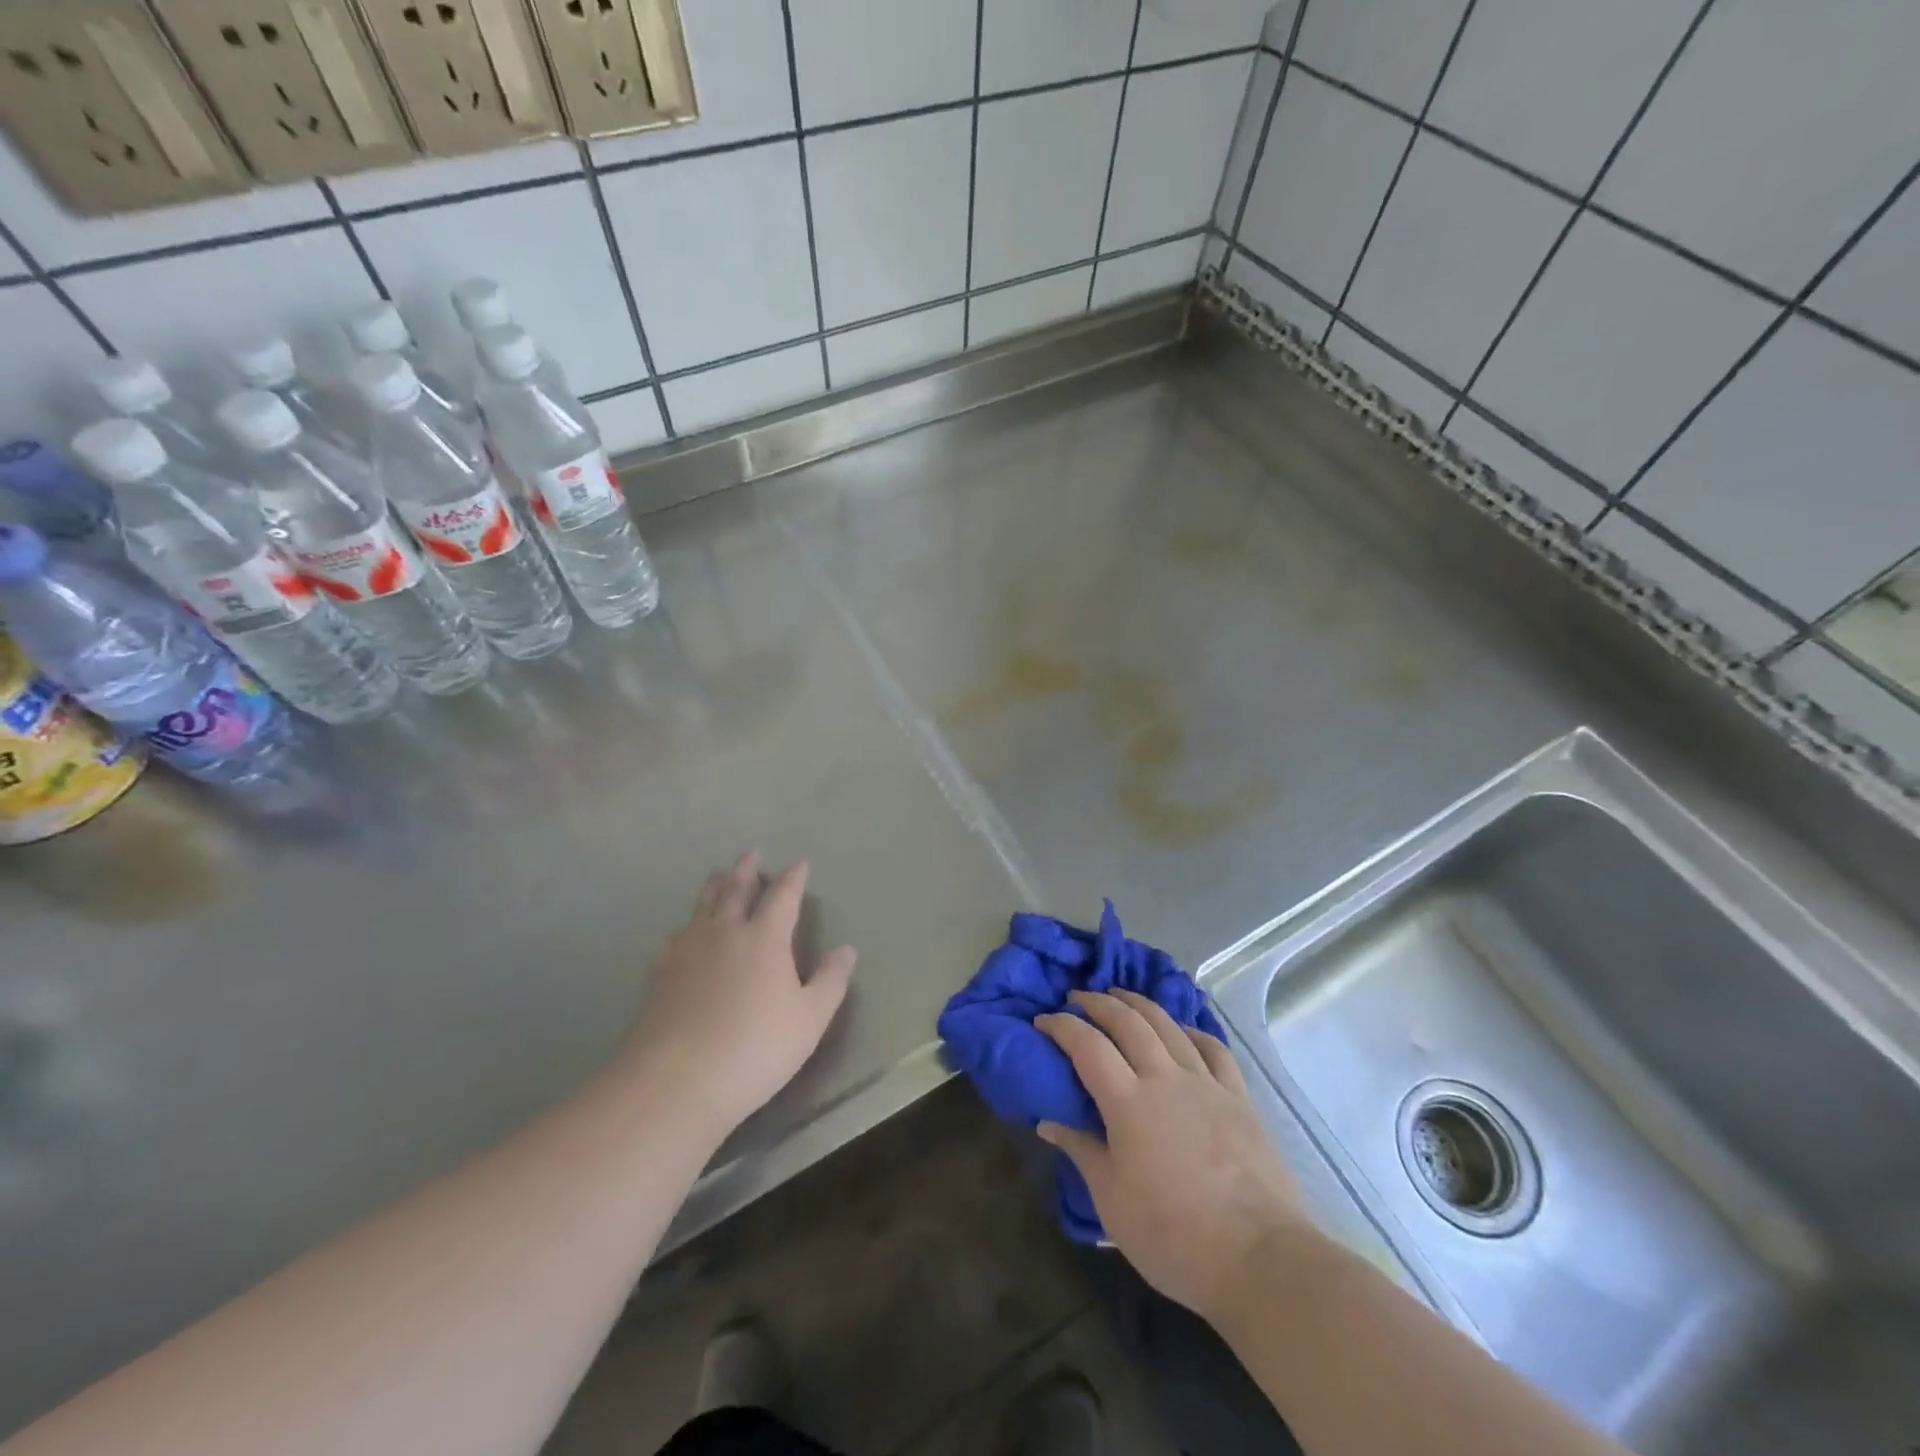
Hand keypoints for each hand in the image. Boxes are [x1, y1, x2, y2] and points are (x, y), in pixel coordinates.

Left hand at [621, 851, 855, 1136]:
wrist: (677, 1081)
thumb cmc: (755, 1048)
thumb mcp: (810, 1019)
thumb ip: (830, 981)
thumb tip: (846, 950)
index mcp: (764, 938)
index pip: (783, 896)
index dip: (793, 878)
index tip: (800, 864)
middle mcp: (724, 932)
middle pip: (736, 890)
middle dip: (746, 870)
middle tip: (751, 852)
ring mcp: (687, 950)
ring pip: (703, 906)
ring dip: (714, 887)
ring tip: (717, 875)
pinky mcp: (660, 973)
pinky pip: (677, 936)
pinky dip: (687, 926)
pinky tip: (683, 935)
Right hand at [1036, 990, 1313, 1323]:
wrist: (1258, 1257)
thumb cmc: (1173, 1235)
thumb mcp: (1111, 1201)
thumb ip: (1081, 1151)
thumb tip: (1048, 1122)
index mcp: (1128, 1101)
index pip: (1087, 1045)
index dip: (1061, 1026)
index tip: (1042, 1020)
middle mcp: (1165, 1078)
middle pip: (1128, 1021)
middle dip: (1098, 1002)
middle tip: (1077, 997)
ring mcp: (1206, 1083)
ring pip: (1168, 1025)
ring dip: (1140, 1004)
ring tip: (1122, 997)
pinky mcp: (1239, 1098)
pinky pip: (1214, 1049)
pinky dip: (1192, 1031)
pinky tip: (1184, 1030)